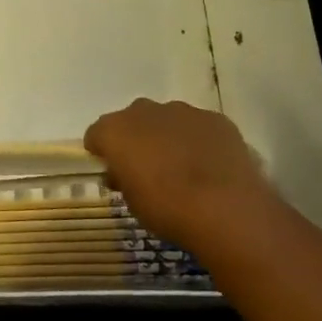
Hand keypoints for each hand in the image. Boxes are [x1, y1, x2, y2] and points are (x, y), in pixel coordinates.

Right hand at [84, 99, 274, 253]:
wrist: (224, 209)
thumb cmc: (166, 209)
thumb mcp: (132, 202)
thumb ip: (123, 179)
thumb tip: (123, 173)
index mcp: (115, 130)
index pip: (96, 134)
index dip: (103, 152)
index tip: (113, 171)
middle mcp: (143, 111)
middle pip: (132, 121)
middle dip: (136, 139)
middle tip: (147, 169)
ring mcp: (182, 111)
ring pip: (167, 119)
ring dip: (168, 137)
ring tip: (184, 168)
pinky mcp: (215, 119)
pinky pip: (199, 126)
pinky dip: (199, 140)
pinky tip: (210, 166)